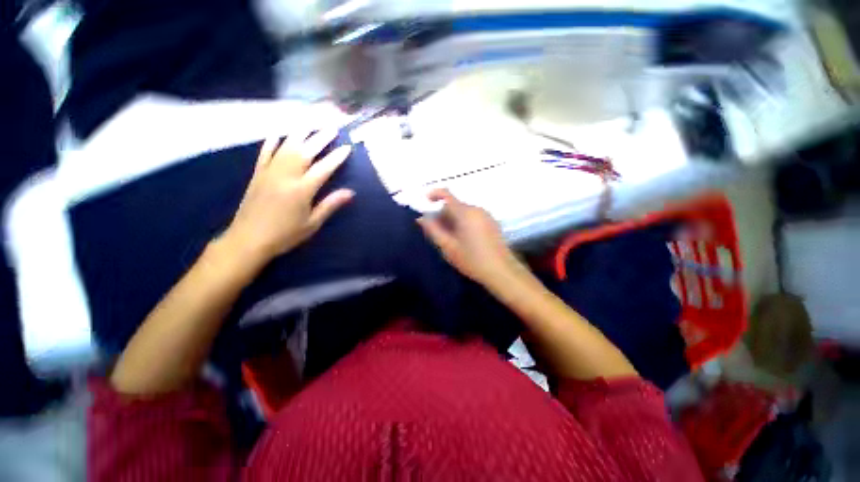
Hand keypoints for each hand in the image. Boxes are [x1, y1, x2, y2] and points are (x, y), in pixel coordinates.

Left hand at [221, 128, 353, 265]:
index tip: (347, 147)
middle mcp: (286, 176)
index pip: (323, 168)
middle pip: (305, 152)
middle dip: (320, 138)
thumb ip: (330, 205)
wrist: (248, 240)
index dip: (336, 157)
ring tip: (310, 124)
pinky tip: (277, 135)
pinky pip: (265, 154)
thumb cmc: (285, 235)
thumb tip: (350, 192)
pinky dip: (272, 143)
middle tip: (332, 128)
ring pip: (286, 148)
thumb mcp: (312, 223)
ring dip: (299, 134)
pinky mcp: (257, 175)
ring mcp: (269, 173)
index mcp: (302, 190)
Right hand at [417, 189, 521, 285]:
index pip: (447, 195)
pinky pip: (473, 216)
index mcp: (465, 213)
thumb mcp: (448, 247)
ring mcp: (486, 216)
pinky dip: (463, 222)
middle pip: (455, 205)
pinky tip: (463, 239)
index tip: (425, 200)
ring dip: (453, 219)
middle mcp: (477, 210)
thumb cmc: (472, 260)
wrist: (501, 271)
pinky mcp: (492, 223)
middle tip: (436, 231)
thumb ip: (433, 230)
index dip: (435, 194)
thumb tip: (421, 218)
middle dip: (443, 214)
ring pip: (464, 211)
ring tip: (449, 238)